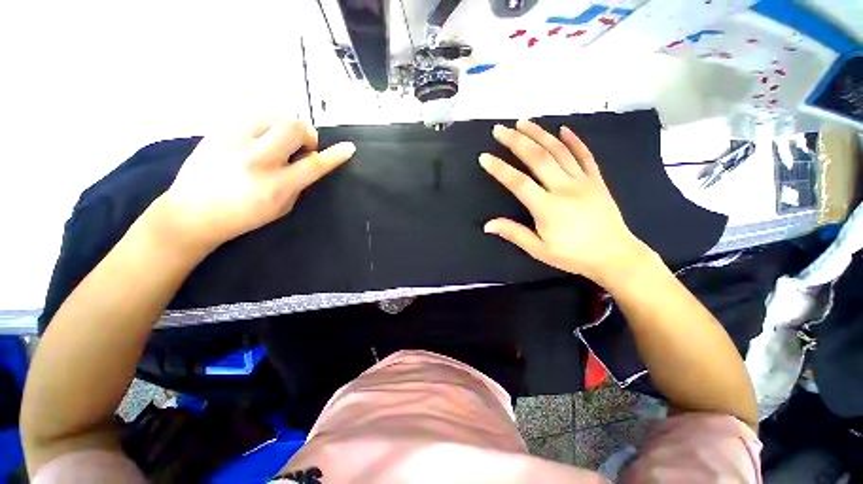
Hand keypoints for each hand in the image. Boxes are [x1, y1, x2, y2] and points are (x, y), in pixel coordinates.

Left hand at [156, 116, 355, 251]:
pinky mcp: (218, 130)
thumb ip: (298, 183)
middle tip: (301, 146)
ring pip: (274, 114)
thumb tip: (307, 160)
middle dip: (306, 134)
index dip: (334, 156)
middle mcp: (256, 160)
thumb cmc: (243, 217)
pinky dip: (264, 123)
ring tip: (277, 141)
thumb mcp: (281, 208)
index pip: (313, 165)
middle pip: (294, 127)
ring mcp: (234, 141)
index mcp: (275, 186)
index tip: (349, 148)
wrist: (192, 213)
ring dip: (284, 127)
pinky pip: (252, 114)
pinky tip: (258, 137)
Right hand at [479, 119, 654, 286]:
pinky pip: (585, 155)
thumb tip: (487, 225)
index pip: (518, 183)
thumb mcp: (539, 250)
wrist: (615, 256)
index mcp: (547, 207)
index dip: (500, 169)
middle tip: (500, 129)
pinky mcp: (596, 180)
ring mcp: (583, 181)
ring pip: (559, 151)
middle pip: (537, 158)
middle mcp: (564, 188)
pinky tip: (563, 128)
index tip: (484, 157)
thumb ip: (514, 234)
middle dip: (516, 141)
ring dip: (539, 134)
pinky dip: (574, 140)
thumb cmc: (573, 256)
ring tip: (523, 122)